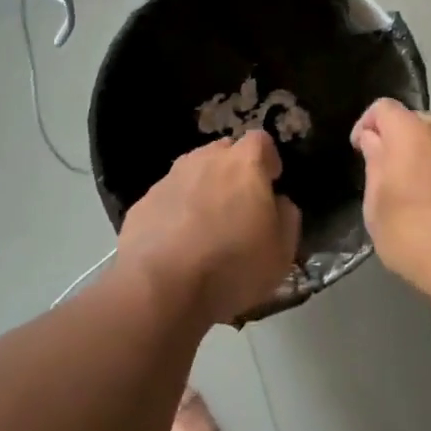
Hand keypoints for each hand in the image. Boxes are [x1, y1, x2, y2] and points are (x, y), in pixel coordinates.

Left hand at [118, 132, 301, 325]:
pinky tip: (176, 246)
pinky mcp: (143, 202)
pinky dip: (175, 213)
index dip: (268, 159)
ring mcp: (170, 178)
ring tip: (205, 229)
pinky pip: (168, 199)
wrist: (160, 289)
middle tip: (238, 207)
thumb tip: (278, 202)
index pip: (260, 140)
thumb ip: (287, 217)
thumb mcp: (282, 252)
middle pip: (224, 152)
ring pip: (193, 173)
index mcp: (244, 163)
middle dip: (233, 172)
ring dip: (203, 191)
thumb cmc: (232, 266)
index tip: (271, 183)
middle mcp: (205, 159)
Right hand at [352, 99, 430, 304]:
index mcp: (411, 132)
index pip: (383, 107)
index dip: (366, 124)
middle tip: (389, 175)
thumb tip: (374, 141)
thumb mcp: (376, 205)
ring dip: (428, 159)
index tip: (360, 150)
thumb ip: (374, 165)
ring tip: (419, 194)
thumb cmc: (413, 233)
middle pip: (416, 122)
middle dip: (399, 141)